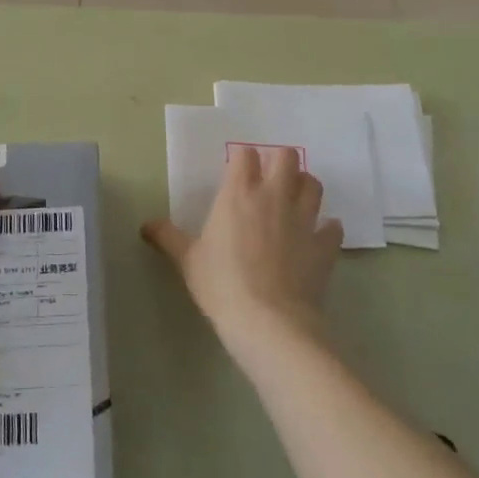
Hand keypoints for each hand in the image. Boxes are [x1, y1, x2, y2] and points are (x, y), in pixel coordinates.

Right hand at [142, 144, 342, 363]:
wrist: (269, 322)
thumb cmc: (222, 284)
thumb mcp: (188, 260)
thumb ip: (168, 237)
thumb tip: (146, 225)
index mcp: (238, 194)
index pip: (245, 155)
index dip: (242, 159)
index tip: (237, 171)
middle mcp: (274, 196)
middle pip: (287, 157)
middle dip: (280, 162)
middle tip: (269, 180)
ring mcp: (304, 219)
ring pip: (314, 184)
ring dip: (305, 187)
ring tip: (294, 201)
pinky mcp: (325, 244)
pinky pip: (333, 226)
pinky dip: (326, 228)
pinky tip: (316, 237)